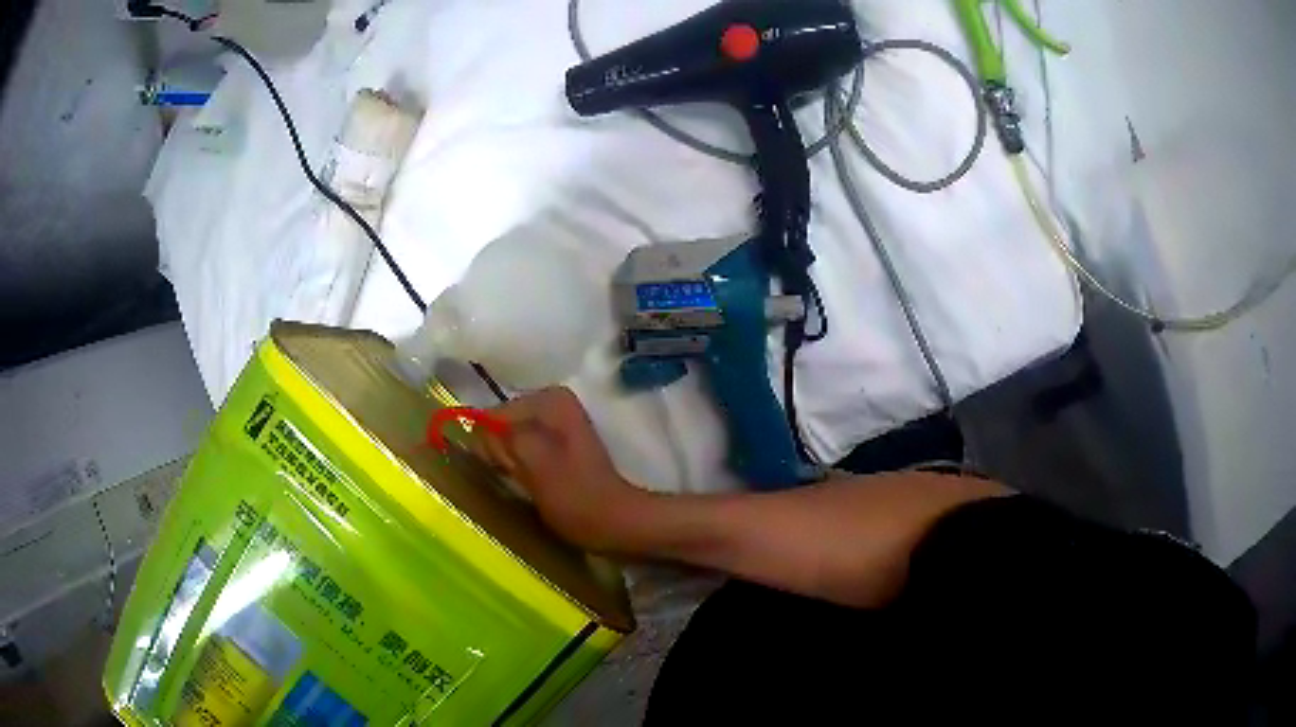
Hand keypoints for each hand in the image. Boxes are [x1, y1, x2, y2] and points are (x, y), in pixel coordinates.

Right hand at [480, 387, 648, 553]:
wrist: (617, 523)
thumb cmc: (577, 496)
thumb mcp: (533, 462)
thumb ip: (502, 438)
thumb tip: (476, 430)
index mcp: (548, 399)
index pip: (491, 416)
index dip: (490, 447)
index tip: (507, 472)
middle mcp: (551, 404)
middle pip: (499, 428)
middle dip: (500, 455)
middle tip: (521, 482)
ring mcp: (555, 427)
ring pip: (508, 443)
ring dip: (509, 465)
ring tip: (526, 488)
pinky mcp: (557, 450)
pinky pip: (522, 454)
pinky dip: (520, 470)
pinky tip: (531, 488)